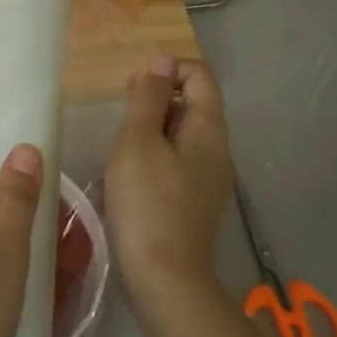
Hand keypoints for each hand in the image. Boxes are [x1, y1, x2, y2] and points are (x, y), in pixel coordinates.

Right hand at [105, 54, 233, 310]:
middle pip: (192, 104)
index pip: (199, 75)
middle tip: (119, 117)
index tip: (131, 88)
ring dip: (150, 130)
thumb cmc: (147, 204)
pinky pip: (177, 163)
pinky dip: (154, 157)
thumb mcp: (138, 142)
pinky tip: (129, 177)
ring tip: (119, 148)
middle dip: (155, 99)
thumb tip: (161, 58)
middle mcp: (217, 149)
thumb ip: (148, 98)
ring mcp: (209, 179)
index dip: (166, 69)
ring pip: (182, 135)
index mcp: (209, 129)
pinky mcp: (195, 202)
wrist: (164, 278)